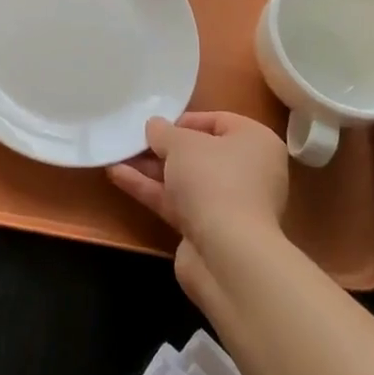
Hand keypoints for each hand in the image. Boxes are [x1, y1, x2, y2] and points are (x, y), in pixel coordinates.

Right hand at [108, 111, 288, 304]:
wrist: (228, 254)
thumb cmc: (213, 180)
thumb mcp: (181, 143)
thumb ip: (163, 131)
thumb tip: (155, 126)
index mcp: (256, 142)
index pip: (220, 121)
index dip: (186, 120)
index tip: (158, 126)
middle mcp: (249, 172)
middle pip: (200, 153)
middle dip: (164, 148)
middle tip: (134, 141)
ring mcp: (230, 204)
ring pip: (186, 179)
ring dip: (151, 168)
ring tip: (117, 155)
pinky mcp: (210, 230)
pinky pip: (177, 202)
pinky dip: (151, 189)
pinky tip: (117, 176)